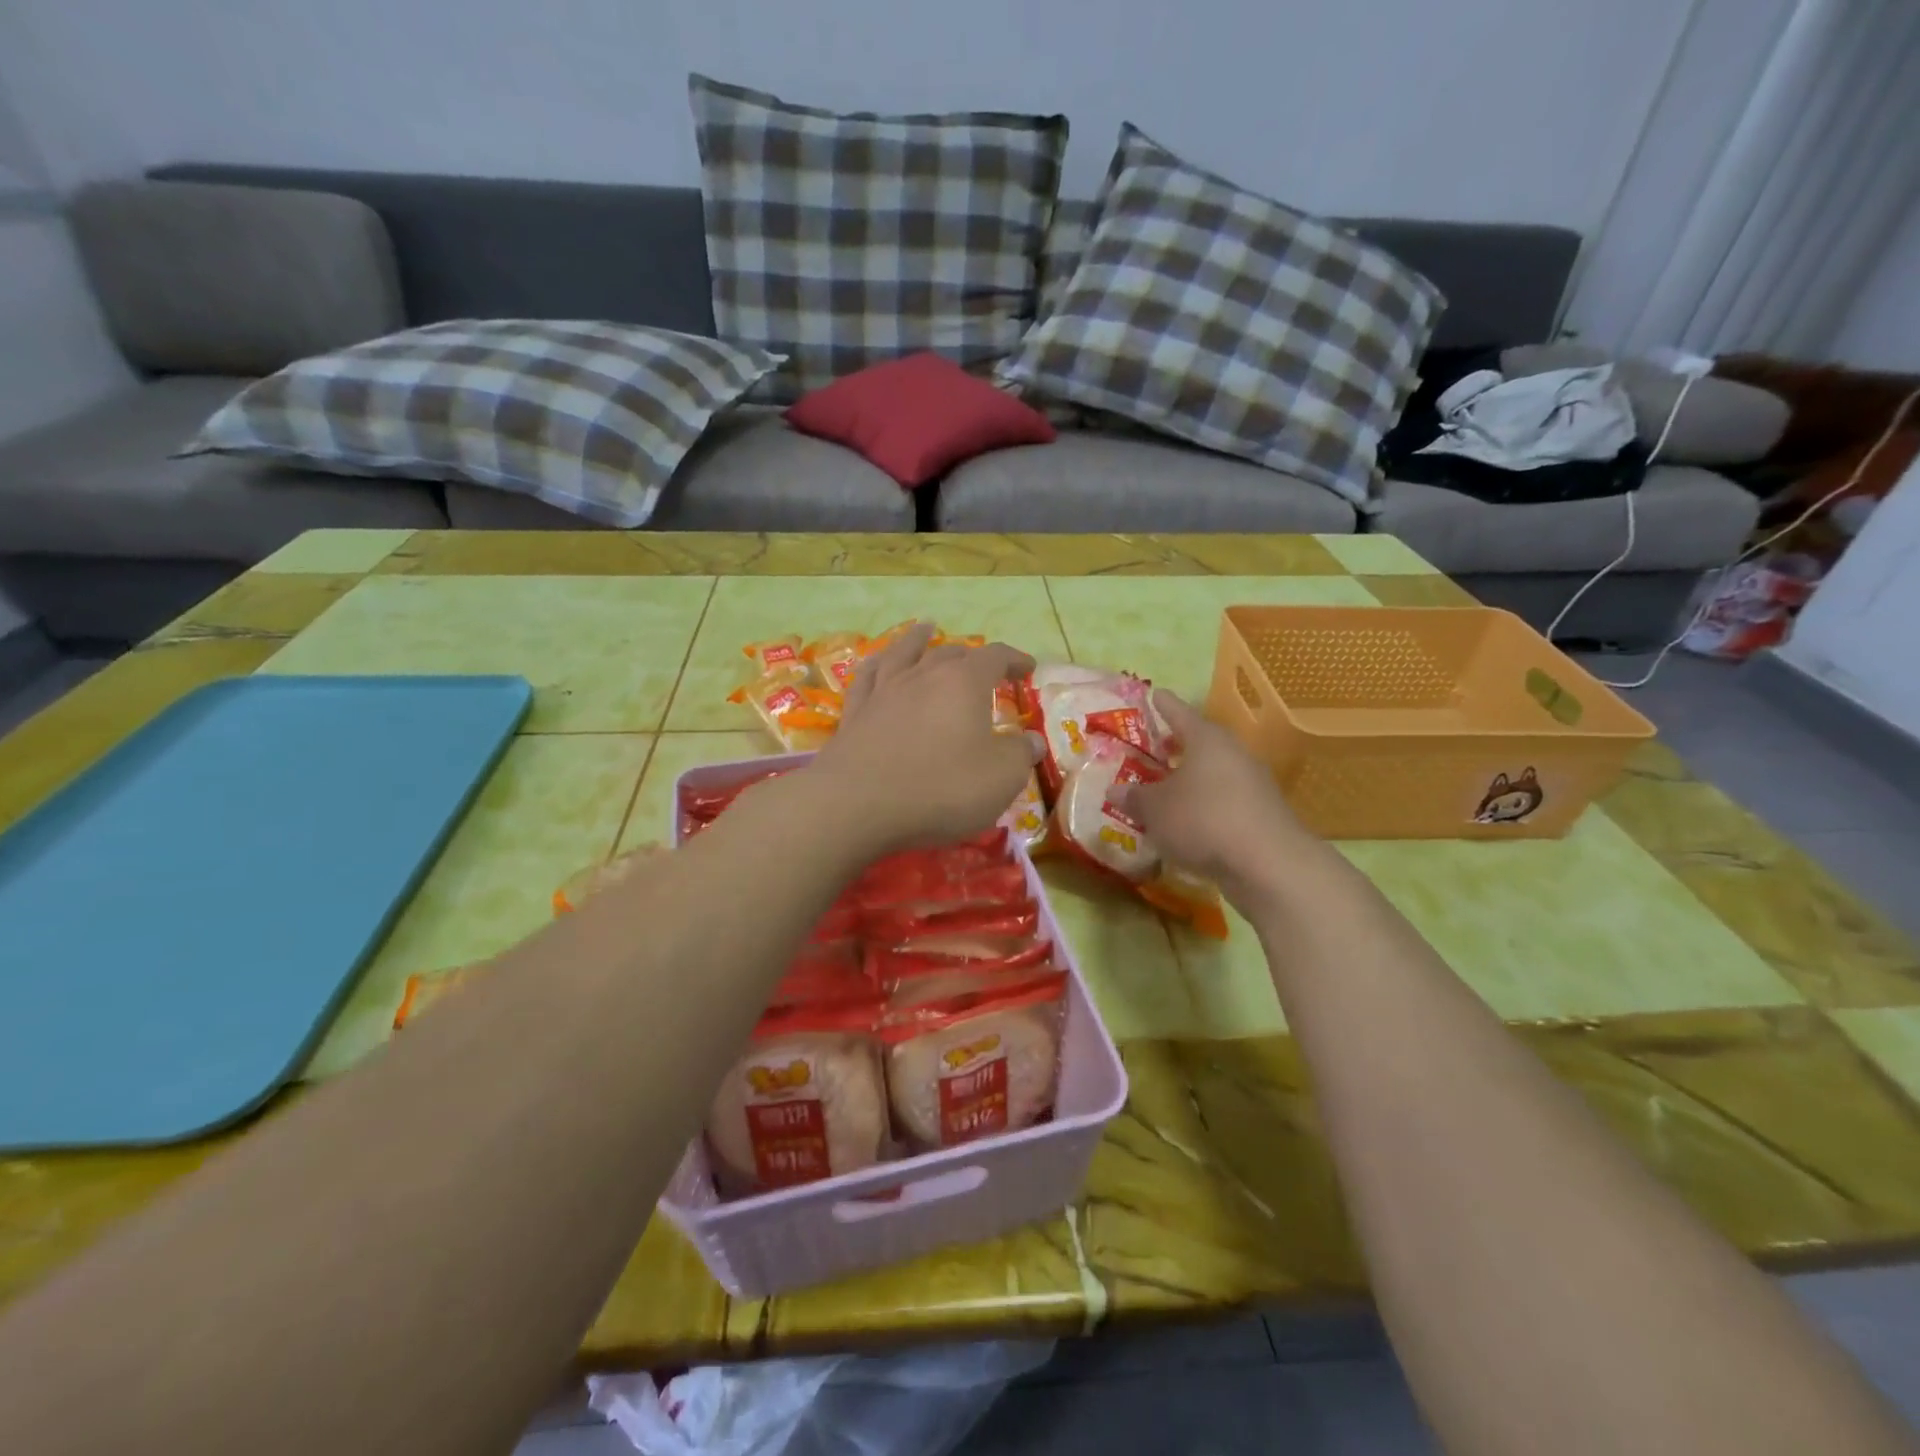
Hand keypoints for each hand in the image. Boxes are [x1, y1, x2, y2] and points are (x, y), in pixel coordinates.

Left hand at [809, 623, 1038, 852]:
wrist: (858, 804)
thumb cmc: (941, 788)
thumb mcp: (1000, 777)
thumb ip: (1020, 754)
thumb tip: (1032, 740)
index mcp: (964, 683)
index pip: (995, 657)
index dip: (1014, 659)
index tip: (1028, 667)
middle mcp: (923, 676)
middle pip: (950, 653)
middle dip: (971, 655)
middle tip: (982, 664)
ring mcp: (884, 692)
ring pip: (904, 653)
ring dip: (918, 639)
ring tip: (925, 627)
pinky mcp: (855, 714)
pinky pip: (867, 678)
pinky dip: (876, 665)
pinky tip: (876, 662)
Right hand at [1129, 690, 1319, 902]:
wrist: (1268, 864)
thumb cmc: (1203, 820)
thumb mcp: (1155, 809)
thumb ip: (1134, 798)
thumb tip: (1114, 791)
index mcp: (1206, 740)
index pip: (1180, 713)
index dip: (1164, 705)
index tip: (1155, 693)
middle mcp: (1233, 754)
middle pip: (1202, 742)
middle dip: (1178, 744)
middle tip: (1157, 745)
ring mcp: (1253, 784)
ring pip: (1215, 772)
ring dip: (1193, 778)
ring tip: (1169, 787)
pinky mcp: (1262, 814)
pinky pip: (1225, 799)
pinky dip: (1206, 804)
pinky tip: (1190, 821)